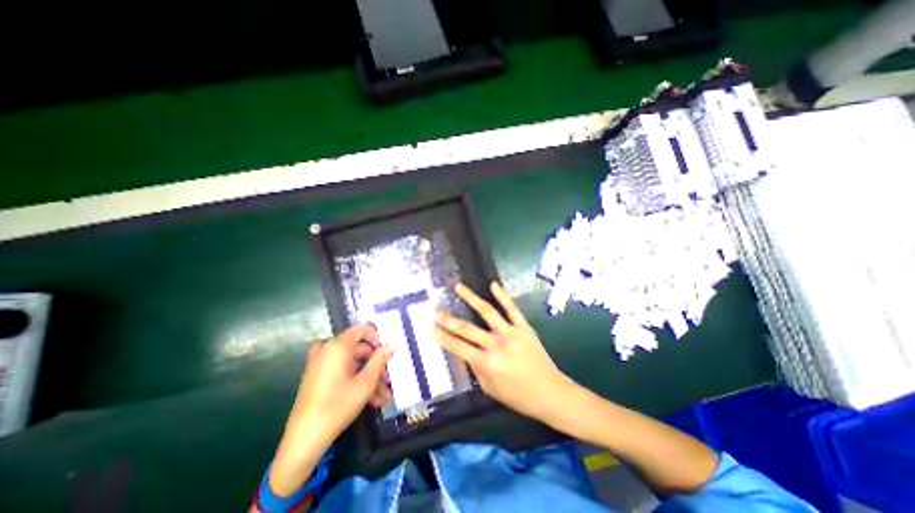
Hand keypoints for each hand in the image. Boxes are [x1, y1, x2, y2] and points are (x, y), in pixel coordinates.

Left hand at [289, 324, 393, 448]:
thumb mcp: (365, 382)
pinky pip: (342, 372)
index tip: (386, 353)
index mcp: (337, 346)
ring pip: (352, 364)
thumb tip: (392, 343)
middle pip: (359, 349)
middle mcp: (327, 350)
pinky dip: (356, 381)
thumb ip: (380, 359)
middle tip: (388, 381)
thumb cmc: (337, 406)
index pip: (361, 329)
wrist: (304, 441)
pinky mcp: (318, 377)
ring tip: (383, 397)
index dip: (376, 338)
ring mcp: (320, 364)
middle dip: (376, 366)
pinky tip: (370, 401)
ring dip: (369, 378)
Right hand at [434, 283, 572, 423]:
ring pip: (487, 312)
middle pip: (467, 328)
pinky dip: (502, 295)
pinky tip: (492, 284)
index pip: (458, 347)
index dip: (442, 337)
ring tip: (458, 287)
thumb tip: (466, 352)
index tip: (430, 328)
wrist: (551, 393)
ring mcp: (511, 333)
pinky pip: (512, 309)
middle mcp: (496, 345)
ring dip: (470, 298)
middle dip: (448, 319)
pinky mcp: (524, 327)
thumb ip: (476, 369)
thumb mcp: (490, 388)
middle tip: (435, 310)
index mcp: (487, 363)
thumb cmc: (519, 396)